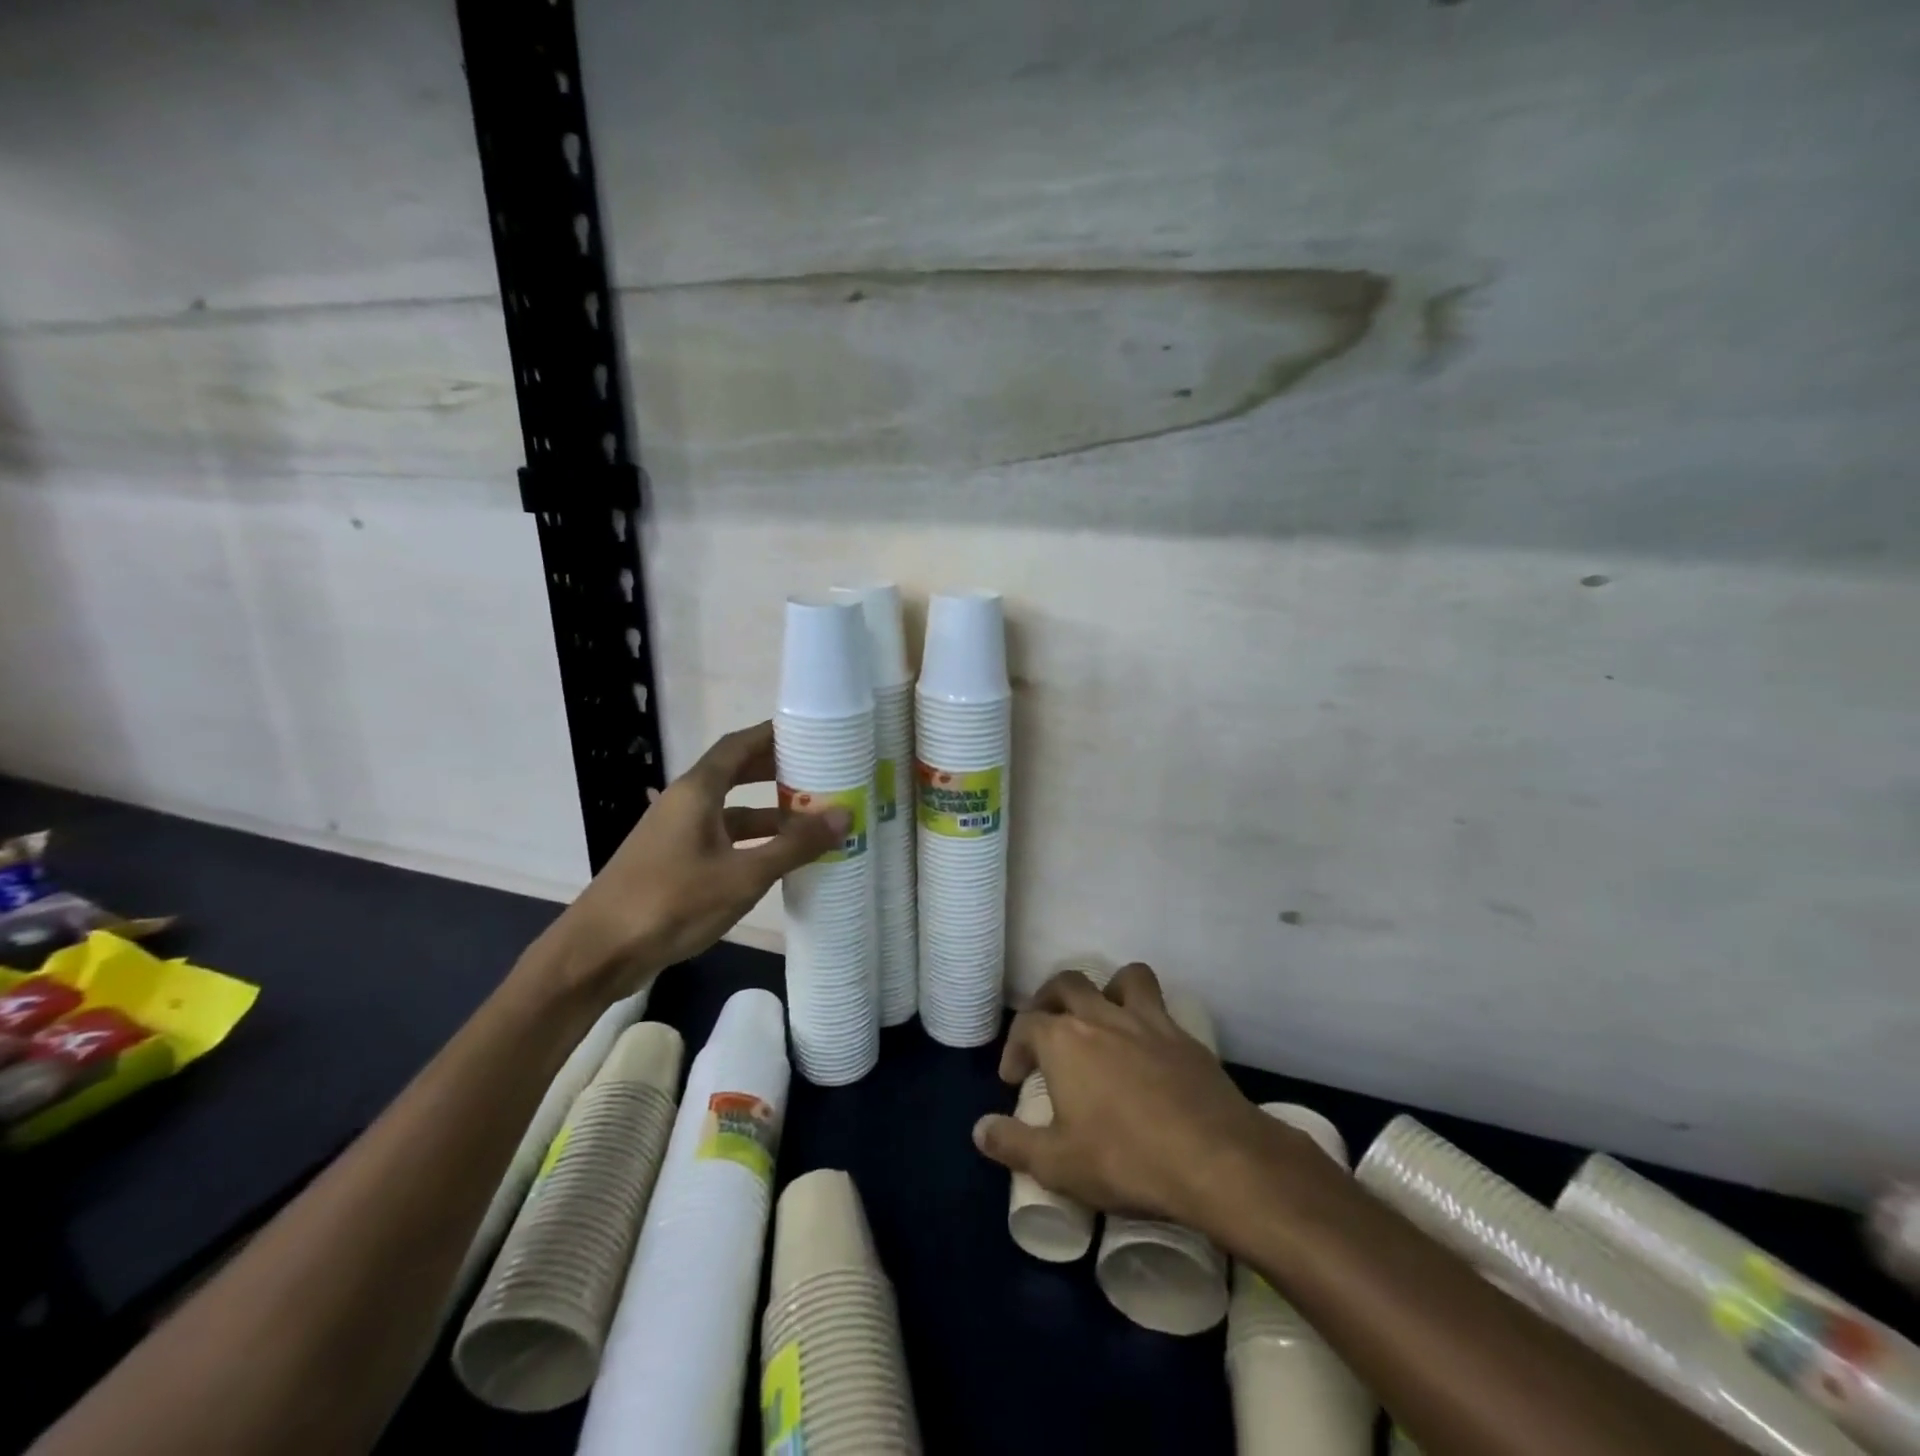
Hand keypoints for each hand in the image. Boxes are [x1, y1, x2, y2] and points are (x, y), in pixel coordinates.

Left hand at [540, 722, 847, 997]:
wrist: (598, 953)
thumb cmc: (672, 902)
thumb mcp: (743, 875)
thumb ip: (794, 846)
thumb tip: (844, 814)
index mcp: (697, 792)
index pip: (739, 745)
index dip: (772, 735)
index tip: (809, 731)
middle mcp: (684, 803)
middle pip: (734, 773)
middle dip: (776, 772)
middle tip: (818, 773)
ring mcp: (676, 834)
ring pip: (729, 811)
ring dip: (767, 813)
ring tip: (810, 820)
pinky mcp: (672, 862)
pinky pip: (720, 838)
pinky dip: (750, 841)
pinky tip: (775, 859)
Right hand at [972, 963, 1289, 1231]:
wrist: (1216, 1159)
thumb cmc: (1126, 1160)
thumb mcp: (1058, 1165)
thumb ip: (1013, 1144)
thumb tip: (979, 1130)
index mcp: (1064, 1040)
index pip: (1026, 1024)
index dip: (1014, 1048)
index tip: (1015, 1079)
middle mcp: (1101, 1017)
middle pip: (1067, 984)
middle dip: (1049, 1001)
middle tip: (1046, 1032)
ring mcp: (1147, 1021)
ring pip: (1122, 978)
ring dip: (1106, 989)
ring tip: (1102, 1020)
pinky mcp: (1184, 1037)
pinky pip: (1160, 1005)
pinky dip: (1147, 1014)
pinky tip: (1148, 1048)